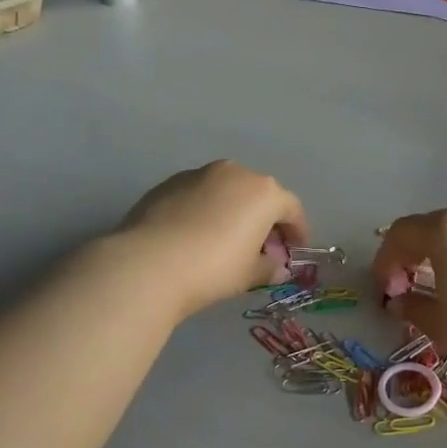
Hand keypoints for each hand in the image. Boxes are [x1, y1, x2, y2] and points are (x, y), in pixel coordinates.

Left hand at [117, 161, 308, 317]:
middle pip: (259, 194)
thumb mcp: (249, 274)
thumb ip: (269, 267)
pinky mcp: (169, 182)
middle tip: (262, 248)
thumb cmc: (213, 269)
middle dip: (264, 219)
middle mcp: (235, 173)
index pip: (291, 208)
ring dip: (233, 211)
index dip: (297, 231)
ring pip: (227, 190)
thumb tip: (277, 267)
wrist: (149, 264)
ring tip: (226, 240)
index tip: (294, 251)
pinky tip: (195, 235)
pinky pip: (199, 194)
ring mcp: (199, 173)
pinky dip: (205, 210)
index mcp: (263, 192)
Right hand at [372, 200, 446, 386]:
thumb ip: (413, 305)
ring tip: (446, 280)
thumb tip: (400, 299)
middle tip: (410, 285)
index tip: (387, 289)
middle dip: (414, 252)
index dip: (387, 259)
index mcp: (445, 230)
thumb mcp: (440, 324)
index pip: (402, 233)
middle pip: (432, 225)